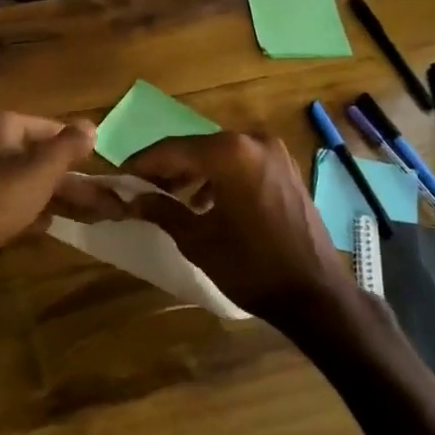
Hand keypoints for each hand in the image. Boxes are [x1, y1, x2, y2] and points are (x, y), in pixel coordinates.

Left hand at [0, 108, 99, 288]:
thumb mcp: (39, 171)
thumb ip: (68, 146)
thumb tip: (91, 125)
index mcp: (0, 124)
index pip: (51, 128)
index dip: (79, 150)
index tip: (105, 173)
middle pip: (41, 158)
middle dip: (75, 182)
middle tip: (109, 205)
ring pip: (29, 182)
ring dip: (61, 199)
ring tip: (95, 218)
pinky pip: (11, 202)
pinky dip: (33, 212)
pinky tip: (51, 226)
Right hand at [122, 132, 356, 329]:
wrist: (315, 293)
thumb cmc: (251, 267)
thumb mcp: (197, 240)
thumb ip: (162, 210)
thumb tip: (133, 197)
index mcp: (229, 153)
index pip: (171, 149)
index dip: (142, 163)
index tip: (119, 178)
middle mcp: (253, 141)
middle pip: (196, 148)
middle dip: (167, 168)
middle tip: (141, 189)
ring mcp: (274, 152)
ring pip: (219, 155)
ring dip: (193, 173)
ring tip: (169, 199)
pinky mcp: (286, 168)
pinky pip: (241, 164)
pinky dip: (219, 178)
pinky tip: (205, 204)